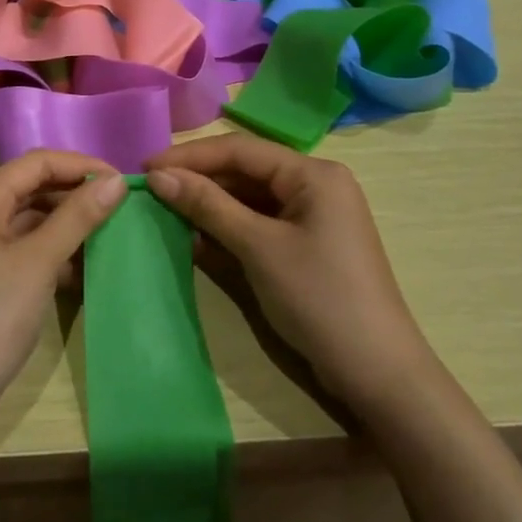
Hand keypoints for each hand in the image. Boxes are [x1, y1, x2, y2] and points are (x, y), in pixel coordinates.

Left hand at [0, 151, 126, 438]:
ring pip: (20, 218)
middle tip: (116, 209)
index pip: (35, 162)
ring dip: (60, 224)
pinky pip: (10, 246)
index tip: (120, 182)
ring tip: (102, 237)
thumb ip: (77, 217)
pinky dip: (42, 250)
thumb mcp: (39, 264)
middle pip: (26, 187)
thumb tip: (116, 181)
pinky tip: (74, 269)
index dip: (81, 166)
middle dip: (72, 195)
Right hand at [146, 134, 422, 406]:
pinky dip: (227, 227)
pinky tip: (194, 235)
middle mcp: (314, 185)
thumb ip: (208, 206)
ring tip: (164, 209)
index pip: (241, 150)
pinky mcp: (305, 244)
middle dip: (199, 179)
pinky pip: (258, 222)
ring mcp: (312, 216)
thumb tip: (157, 176)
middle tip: (150, 190)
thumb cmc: (319, 297)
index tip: (145, 167)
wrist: (376, 371)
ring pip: (249, 197)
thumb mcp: (258, 247)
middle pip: (245, 170)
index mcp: (313, 173)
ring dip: (209, 204)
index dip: (190, 156)